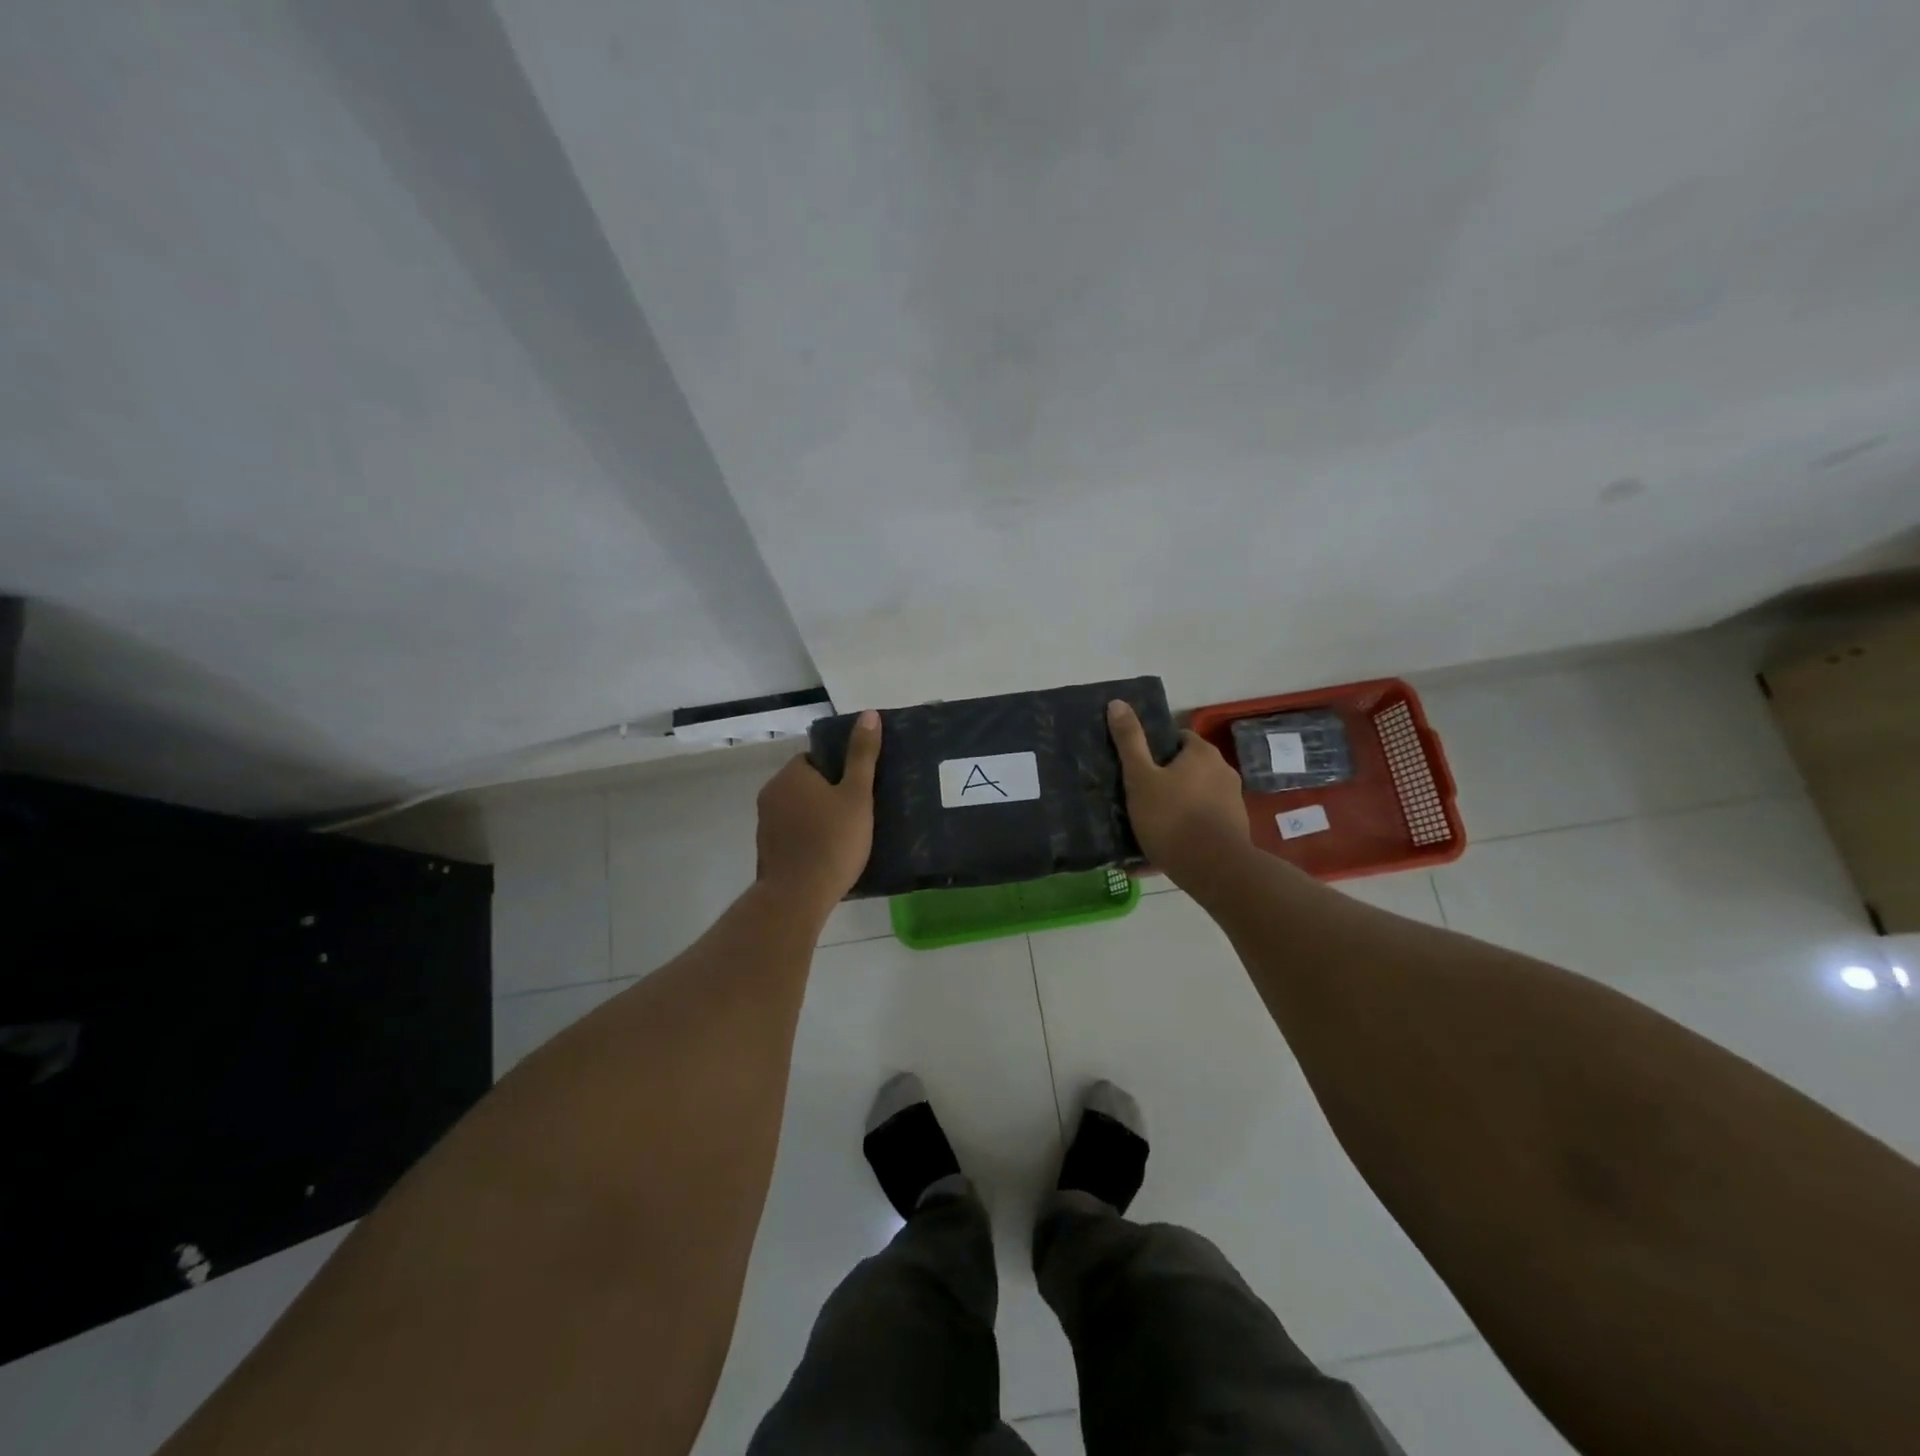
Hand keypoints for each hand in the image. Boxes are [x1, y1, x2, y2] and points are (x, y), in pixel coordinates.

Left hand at [755, 709, 881, 909]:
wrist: (798, 896)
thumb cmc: (833, 840)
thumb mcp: (857, 795)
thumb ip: (862, 755)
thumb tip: (868, 714)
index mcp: (791, 775)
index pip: (814, 759)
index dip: (838, 772)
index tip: (857, 790)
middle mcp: (771, 793)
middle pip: (805, 785)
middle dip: (827, 795)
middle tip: (857, 812)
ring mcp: (765, 824)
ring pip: (797, 810)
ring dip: (816, 817)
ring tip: (845, 835)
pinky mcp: (766, 850)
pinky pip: (791, 834)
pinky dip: (806, 838)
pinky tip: (827, 854)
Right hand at [1108, 700, 1250, 887]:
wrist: (1214, 870)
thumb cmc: (1172, 817)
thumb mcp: (1140, 777)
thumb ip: (1129, 741)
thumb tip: (1117, 702)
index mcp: (1202, 754)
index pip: (1178, 738)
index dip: (1156, 750)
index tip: (1137, 767)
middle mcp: (1223, 772)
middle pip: (1187, 769)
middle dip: (1164, 781)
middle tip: (1136, 797)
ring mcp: (1232, 803)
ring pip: (1194, 799)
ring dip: (1173, 809)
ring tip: (1145, 827)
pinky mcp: (1234, 830)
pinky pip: (1201, 825)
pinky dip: (1183, 832)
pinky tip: (1159, 853)